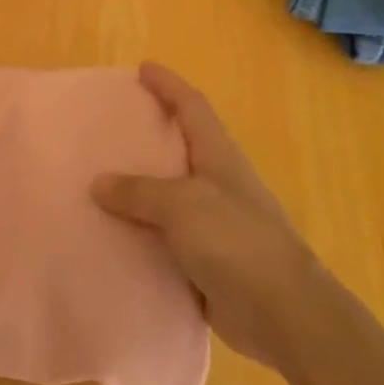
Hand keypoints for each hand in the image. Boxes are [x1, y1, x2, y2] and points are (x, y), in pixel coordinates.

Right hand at [92, 63, 329, 373]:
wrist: (285, 316)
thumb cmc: (237, 243)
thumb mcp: (182, 205)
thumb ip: (138, 191)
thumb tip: (98, 184)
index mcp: (219, 157)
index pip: (192, 107)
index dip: (168, 85)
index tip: (142, 68)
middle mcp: (218, 184)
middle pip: (182, 147)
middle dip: (150, 133)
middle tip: (110, 126)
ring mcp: (215, 224)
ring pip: (169, 195)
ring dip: (140, 188)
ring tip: (99, 181)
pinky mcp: (208, 261)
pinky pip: (165, 237)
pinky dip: (141, 232)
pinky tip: (113, 236)